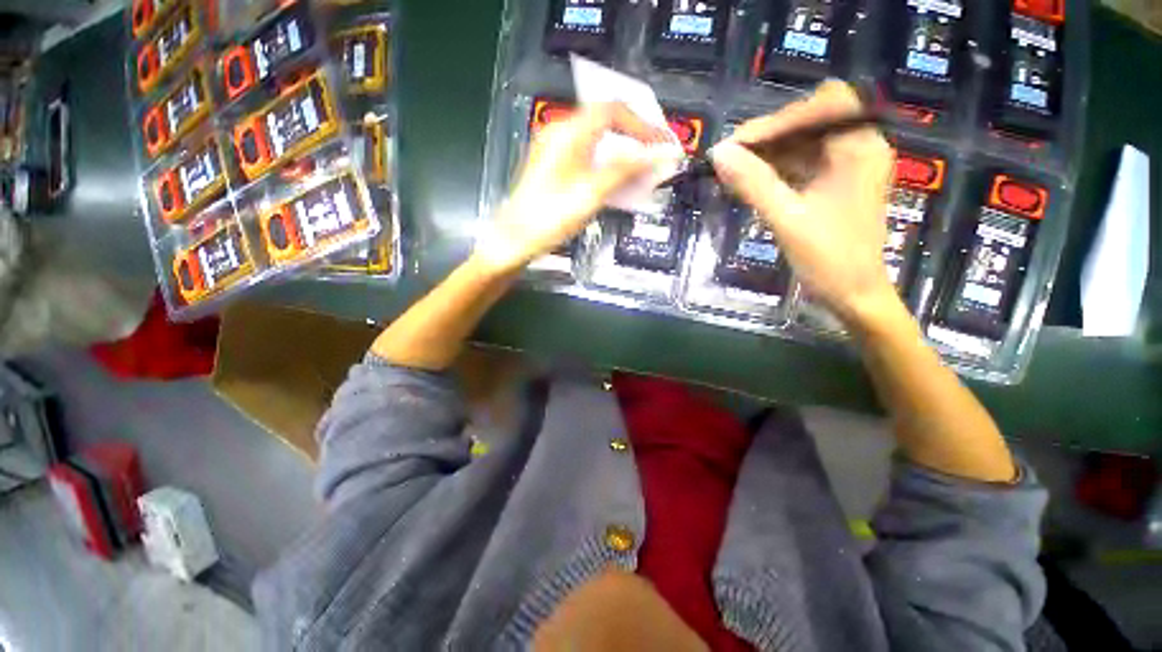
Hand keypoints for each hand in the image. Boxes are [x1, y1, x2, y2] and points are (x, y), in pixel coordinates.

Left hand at [474, 103, 671, 273]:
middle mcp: (560, 133)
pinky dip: (607, 163)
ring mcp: (555, 151)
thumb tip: (662, 154)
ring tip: (642, 167)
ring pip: (597, 141)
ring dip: (622, 151)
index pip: (613, 111)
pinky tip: (617, 179)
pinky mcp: (553, 168)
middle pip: (605, 122)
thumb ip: (627, 170)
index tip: (664, 144)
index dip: (643, 124)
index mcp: (568, 132)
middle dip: (635, 135)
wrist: (516, 239)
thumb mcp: (592, 192)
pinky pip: (587, 156)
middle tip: (656, 154)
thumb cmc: (552, 216)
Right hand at [710, 81, 898, 329]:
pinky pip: (801, 165)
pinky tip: (750, 182)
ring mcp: (847, 167)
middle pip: (811, 121)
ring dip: (768, 154)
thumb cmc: (830, 260)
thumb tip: (719, 154)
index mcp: (860, 148)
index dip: (778, 119)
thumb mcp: (787, 220)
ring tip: (733, 170)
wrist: (854, 296)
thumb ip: (753, 184)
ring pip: (803, 144)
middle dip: (770, 136)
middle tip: (732, 157)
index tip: (738, 144)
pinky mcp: (834, 185)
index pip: (821, 106)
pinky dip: (775, 170)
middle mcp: (858, 148)